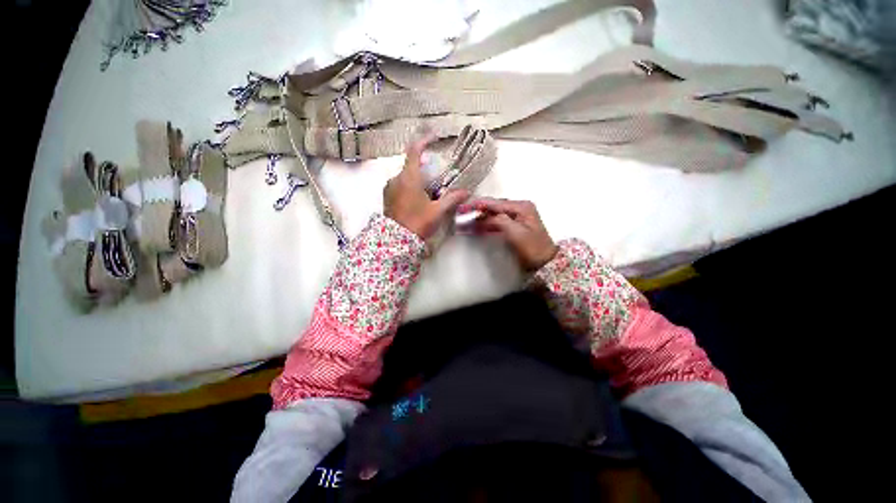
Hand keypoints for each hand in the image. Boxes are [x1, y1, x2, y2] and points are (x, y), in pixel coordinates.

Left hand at [383, 134, 468, 238]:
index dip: (424, 140)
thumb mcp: (437, 211)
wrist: (395, 241)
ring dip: (417, 178)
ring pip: (405, 176)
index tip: (434, 138)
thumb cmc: (417, 223)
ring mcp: (389, 188)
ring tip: (429, 192)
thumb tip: (466, 192)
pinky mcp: (387, 197)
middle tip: (436, 177)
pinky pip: (400, 185)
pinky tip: (418, 199)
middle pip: (411, 165)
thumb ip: (452, 199)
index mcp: (408, 178)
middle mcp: (396, 179)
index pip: (414, 151)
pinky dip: (410, 186)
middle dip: (424, 167)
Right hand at [460, 198, 558, 270]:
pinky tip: (476, 227)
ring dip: (481, 218)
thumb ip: (500, 220)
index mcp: (521, 206)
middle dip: (478, 211)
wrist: (546, 262)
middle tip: (462, 215)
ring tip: (466, 221)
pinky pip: (497, 222)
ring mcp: (517, 217)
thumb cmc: (533, 247)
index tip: (464, 206)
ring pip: (494, 214)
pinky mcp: (514, 226)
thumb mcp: (516, 233)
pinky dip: (486, 224)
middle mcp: (519, 208)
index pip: (495, 202)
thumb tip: (484, 215)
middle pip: (494, 207)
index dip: (479, 204)